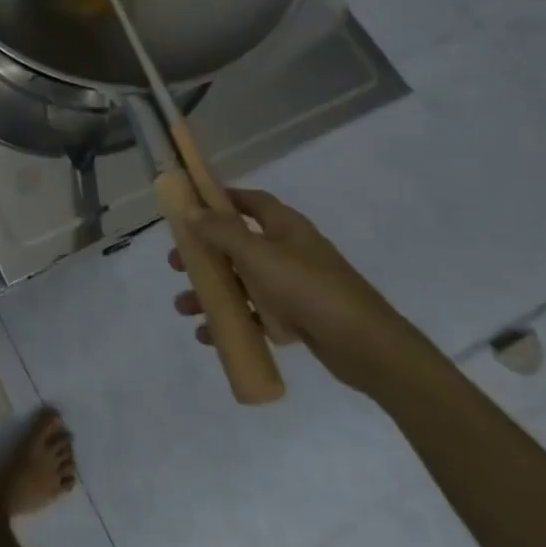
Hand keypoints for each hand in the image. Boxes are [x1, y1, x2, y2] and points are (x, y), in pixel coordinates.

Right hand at [170, 188, 433, 396]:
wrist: (368, 347)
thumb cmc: (309, 289)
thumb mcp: (258, 255)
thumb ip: (222, 232)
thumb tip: (191, 211)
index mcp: (285, 227)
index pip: (250, 201)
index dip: (221, 199)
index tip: (190, 206)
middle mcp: (289, 250)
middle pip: (237, 244)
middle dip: (205, 254)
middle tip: (177, 264)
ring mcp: (294, 285)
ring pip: (242, 282)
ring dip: (212, 292)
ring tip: (184, 308)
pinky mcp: (297, 317)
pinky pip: (256, 313)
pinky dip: (233, 320)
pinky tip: (209, 334)